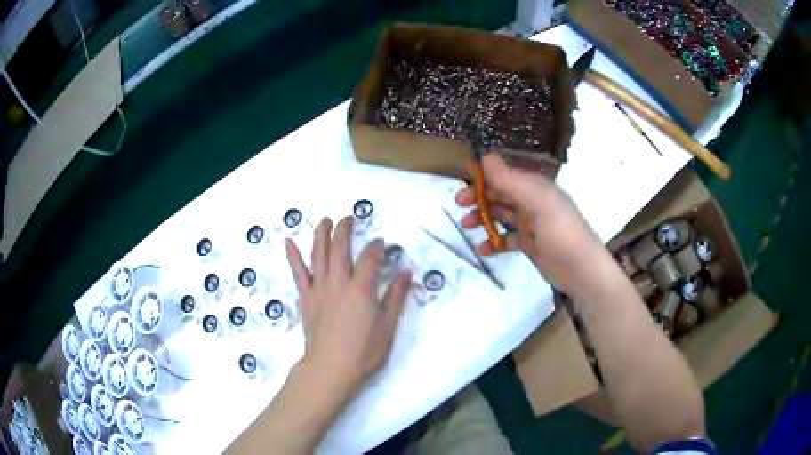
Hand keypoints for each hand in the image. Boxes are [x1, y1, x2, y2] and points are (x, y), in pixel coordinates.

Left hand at [285, 216, 411, 396]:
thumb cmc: (363, 353)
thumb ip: (396, 297)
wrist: (330, 369)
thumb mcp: (387, 327)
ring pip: (318, 255)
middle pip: (340, 248)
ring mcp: (319, 289)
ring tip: (325, 221)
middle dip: (345, 230)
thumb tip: (405, 273)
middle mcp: (338, 283)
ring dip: (321, 235)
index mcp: (361, 289)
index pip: (370, 258)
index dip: (376, 247)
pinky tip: (288, 242)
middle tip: (348, 218)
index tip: (380, 242)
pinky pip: (298, 273)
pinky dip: (293, 256)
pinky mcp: (306, 299)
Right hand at [455, 154, 602, 292]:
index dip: (484, 177)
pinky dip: (494, 242)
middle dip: (479, 197)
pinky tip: (483, 249)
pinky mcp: (530, 245)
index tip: (463, 183)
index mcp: (535, 187)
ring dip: (483, 218)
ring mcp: (531, 225)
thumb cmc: (561, 232)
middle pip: (501, 194)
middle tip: (459, 204)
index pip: (505, 175)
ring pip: (502, 215)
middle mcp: (532, 202)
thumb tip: (486, 157)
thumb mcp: (537, 202)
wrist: (581, 270)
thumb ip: (511, 181)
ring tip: (466, 226)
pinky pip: (507, 239)